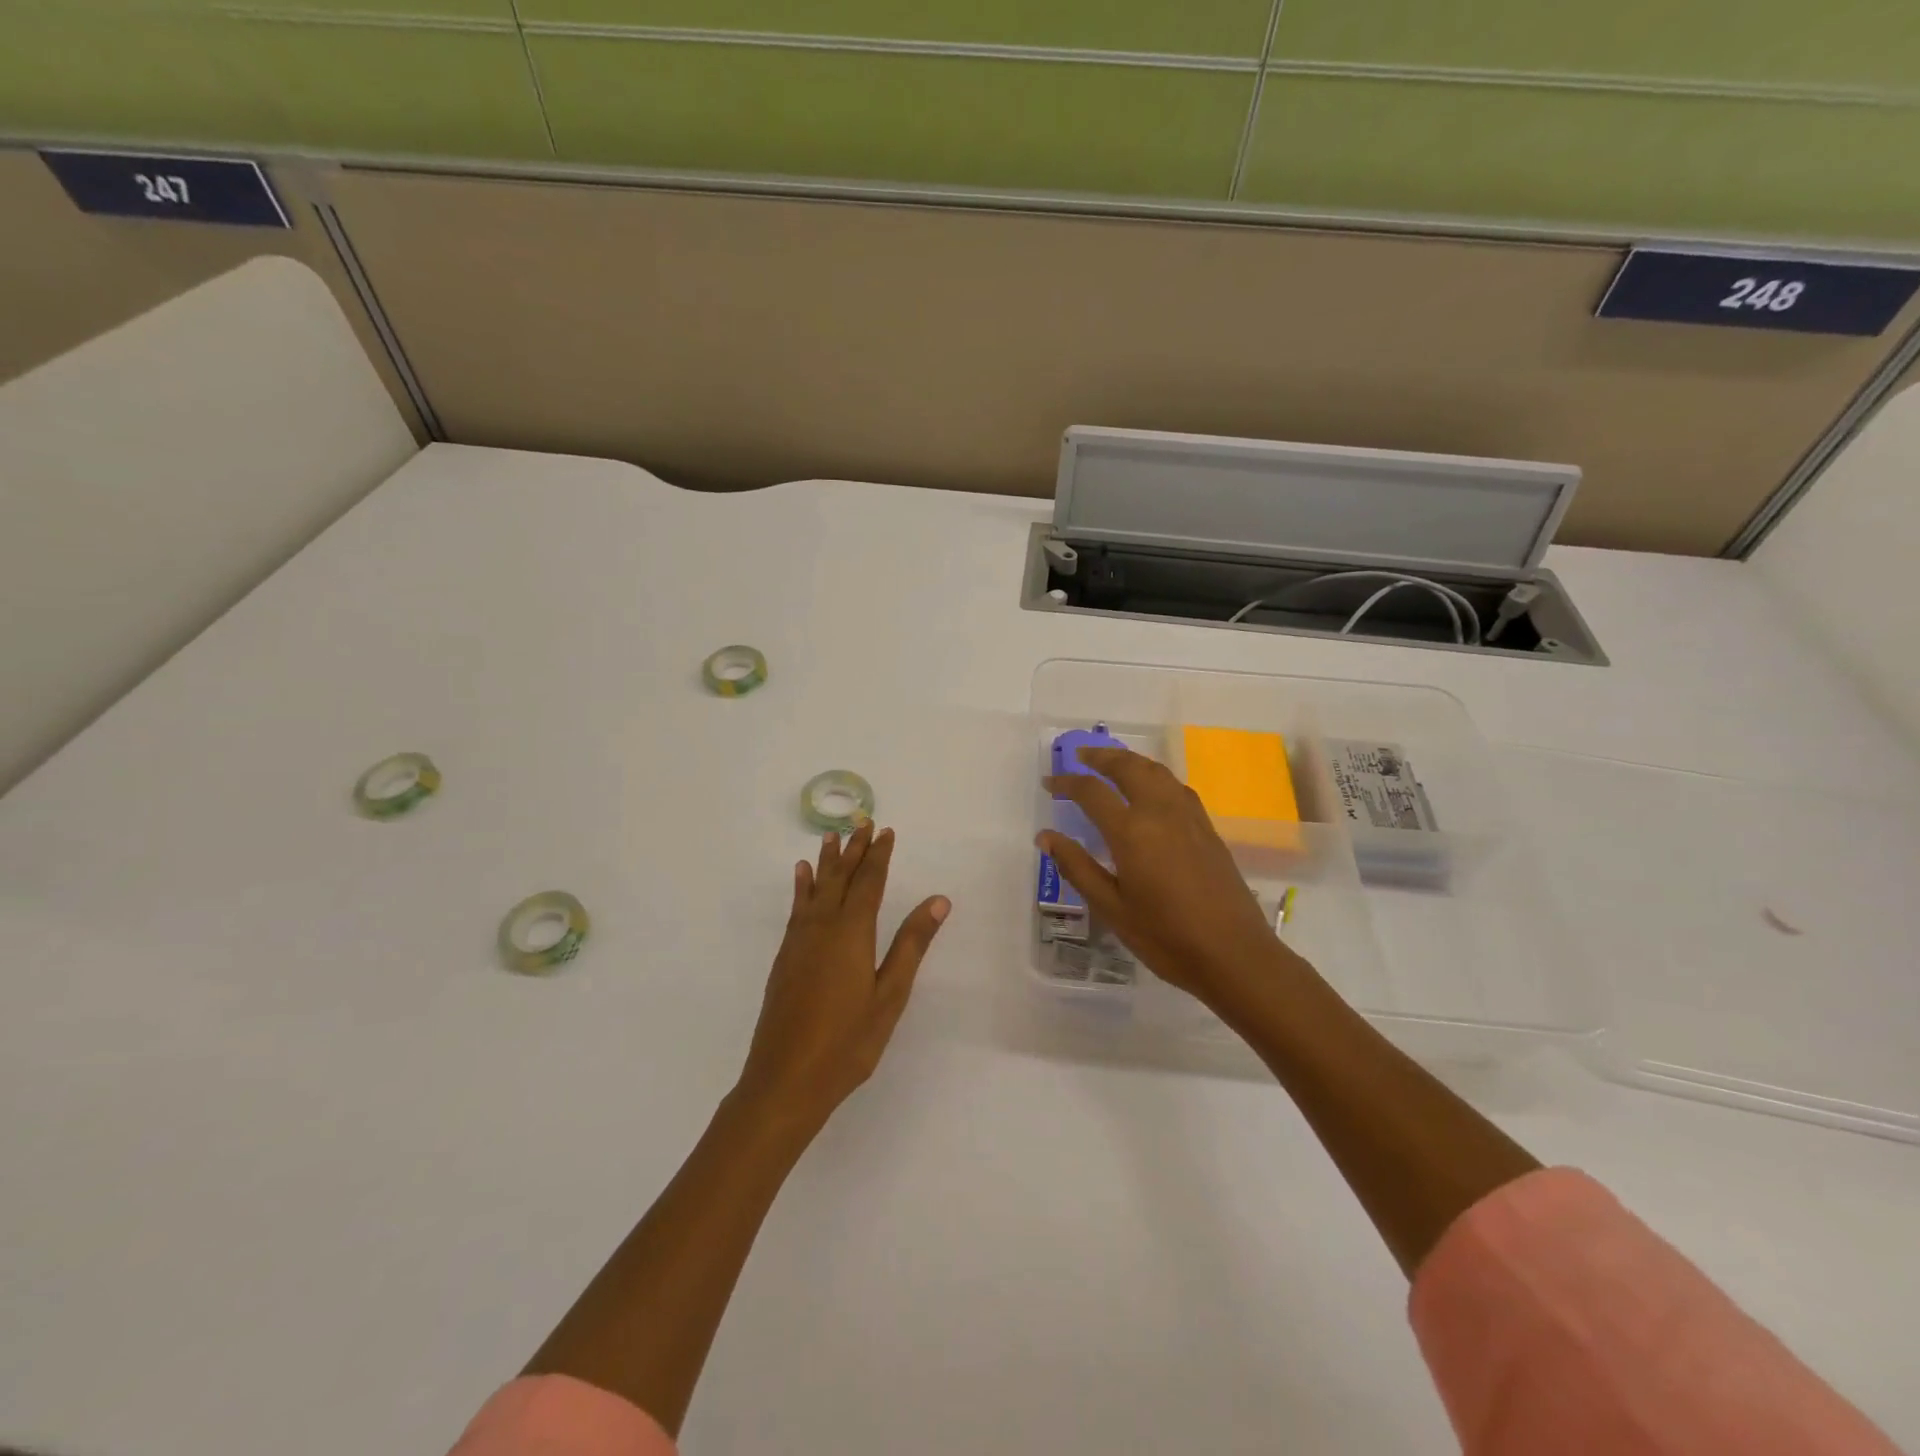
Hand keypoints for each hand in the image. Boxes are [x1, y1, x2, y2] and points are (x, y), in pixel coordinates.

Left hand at [736, 823, 949, 1132]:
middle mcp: (822, 927)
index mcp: (852, 933)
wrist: (785, 1080)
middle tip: (860, 822)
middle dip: (853, 850)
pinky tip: (801, 877)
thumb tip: (937, 900)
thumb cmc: (847, 1042)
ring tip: (830, 837)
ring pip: (815, 889)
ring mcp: (799, 942)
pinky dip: (801, 887)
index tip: (885, 831)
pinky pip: (796, 908)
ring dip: (826, 862)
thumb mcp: (890, 995)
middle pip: (840, 879)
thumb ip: (912, 944)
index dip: (878, 855)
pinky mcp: (785, 958)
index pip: (868, 882)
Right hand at [1039, 745, 1311, 1017]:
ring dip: (1130, 761)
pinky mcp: (1207, 829)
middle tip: (1079, 755)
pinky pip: (1176, 787)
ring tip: (1112, 764)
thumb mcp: (1111, 908)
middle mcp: (1161, 812)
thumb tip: (1046, 837)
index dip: (1066, 783)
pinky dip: (1155, 775)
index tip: (1048, 783)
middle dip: (1101, 757)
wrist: (1235, 955)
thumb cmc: (1165, 937)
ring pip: (1156, 771)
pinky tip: (1151, 789)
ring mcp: (1189, 818)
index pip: (1092, 792)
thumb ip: (1077, 867)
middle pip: (1128, 767)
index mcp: (1132, 832)